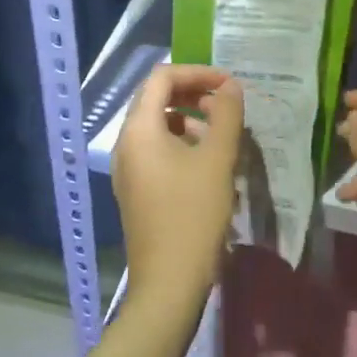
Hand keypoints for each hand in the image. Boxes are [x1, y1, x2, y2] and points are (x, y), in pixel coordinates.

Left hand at [112, 64, 243, 319]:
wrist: (168, 284)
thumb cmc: (193, 215)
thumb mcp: (217, 160)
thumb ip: (226, 115)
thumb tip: (230, 86)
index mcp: (139, 130)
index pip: (162, 77)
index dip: (197, 72)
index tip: (229, 84)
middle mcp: (126, 143)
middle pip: (157, 99)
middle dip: (194, 94)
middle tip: (227, 105)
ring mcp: (128, 169)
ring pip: (159, 126)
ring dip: (191, 120)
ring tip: (223, 135)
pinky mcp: (136, 189)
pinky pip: (157, 150)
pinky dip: (182, 144)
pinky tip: (209, 164)